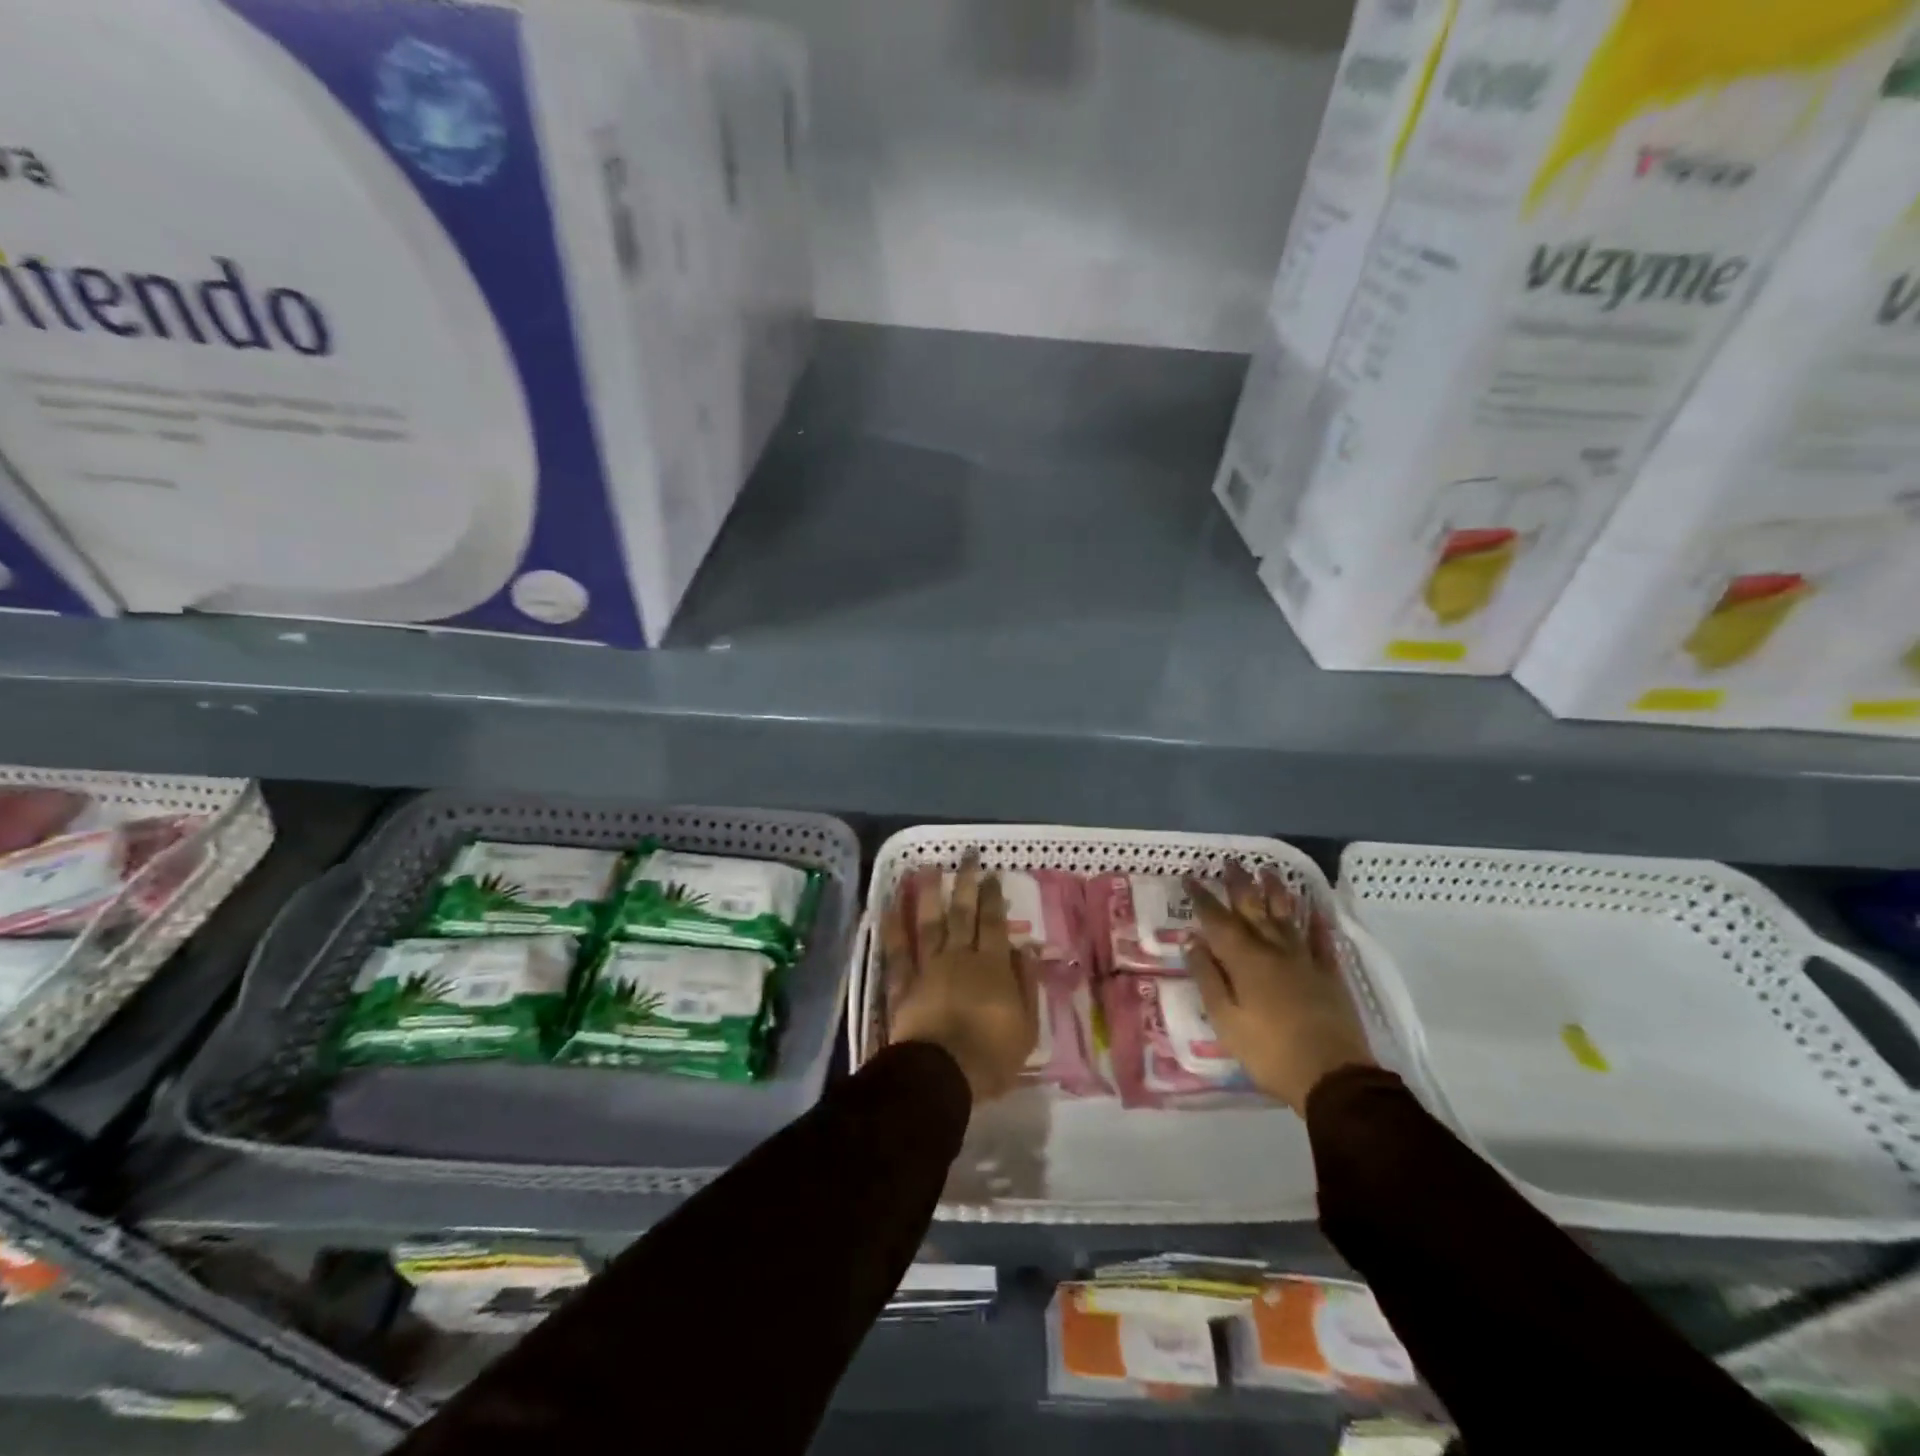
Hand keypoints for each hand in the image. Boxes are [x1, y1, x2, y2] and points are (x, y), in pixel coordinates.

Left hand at [883, 853, 1038, 1103]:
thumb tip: (1025, 948)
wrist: (942, 1074)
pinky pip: (896, 951)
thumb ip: (1026, 984)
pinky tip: (889, 905)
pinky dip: (892, 927)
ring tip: (927, 867)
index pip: (994, 923)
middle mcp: (959, 957)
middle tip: (967, 855)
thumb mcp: (1026, 1025)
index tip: (992, 873)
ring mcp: (928, 967)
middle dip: (967, 882)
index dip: (994, 897)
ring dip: (929, 893)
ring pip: (929, 923)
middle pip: (963, 913)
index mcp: (992, 966)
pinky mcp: (903, 984)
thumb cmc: (991, 1056)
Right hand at [1184, 863, 1374, 1112]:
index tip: (1191, 878)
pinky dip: (1316, 923)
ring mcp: (1305, 961)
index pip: (1217, 920)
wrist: (1333, 1077)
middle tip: (1231, 862)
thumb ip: (1207, 977)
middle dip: (1240, 885)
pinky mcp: (1329, 976)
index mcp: (1244, 960)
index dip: (1203, 898)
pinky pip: (1321, 941)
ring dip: (1276, 892)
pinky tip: (1315, 910)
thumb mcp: (1225, 1019)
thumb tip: (1192, 940)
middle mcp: (1273, 950)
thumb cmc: (1269, 1051)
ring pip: (1287, 917)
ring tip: (1268, 871)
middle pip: (1253, 909)